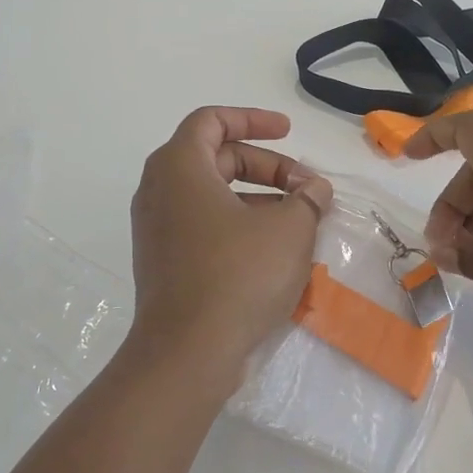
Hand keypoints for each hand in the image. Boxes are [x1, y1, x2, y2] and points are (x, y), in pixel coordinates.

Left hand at [128, 107, 333, 371]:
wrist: (188, 352)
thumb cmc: (238, 275)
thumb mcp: (289, 229)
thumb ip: (307, 198)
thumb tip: (315, 189)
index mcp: (179, 167)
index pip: (212, 120)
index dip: (253, 119)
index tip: (288, 131)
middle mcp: (159, 191)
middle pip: (216, 158)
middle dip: (267, 167)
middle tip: (307, 189)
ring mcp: (157, 230)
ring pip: (212, 197)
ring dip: (258, 200)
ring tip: (300, 222)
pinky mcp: (163, 263)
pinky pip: (204, 227)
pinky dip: (238, 227)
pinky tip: (274, 252)